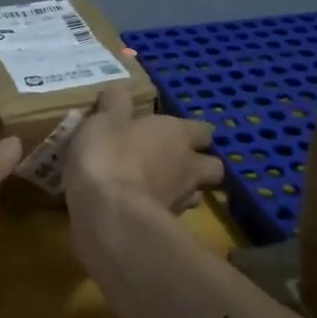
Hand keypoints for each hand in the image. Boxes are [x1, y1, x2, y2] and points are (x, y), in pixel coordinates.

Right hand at [66, 84, 223, 214]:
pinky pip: (170, 215)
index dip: (191, 131)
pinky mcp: (166, 227)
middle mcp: (188, 166)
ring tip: (156, 188)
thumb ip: (115, 104)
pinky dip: (159, 211)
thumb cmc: (109, 155)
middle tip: (172, 162)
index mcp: (177, 134)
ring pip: (194, 194)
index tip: (173, 132)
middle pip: (212, 166)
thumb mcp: (104, 120)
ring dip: (181, 190)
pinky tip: (137, 208)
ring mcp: (181, 200)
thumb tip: (120, 90)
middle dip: (198, 164)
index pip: (204, 130)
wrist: (108, 213)